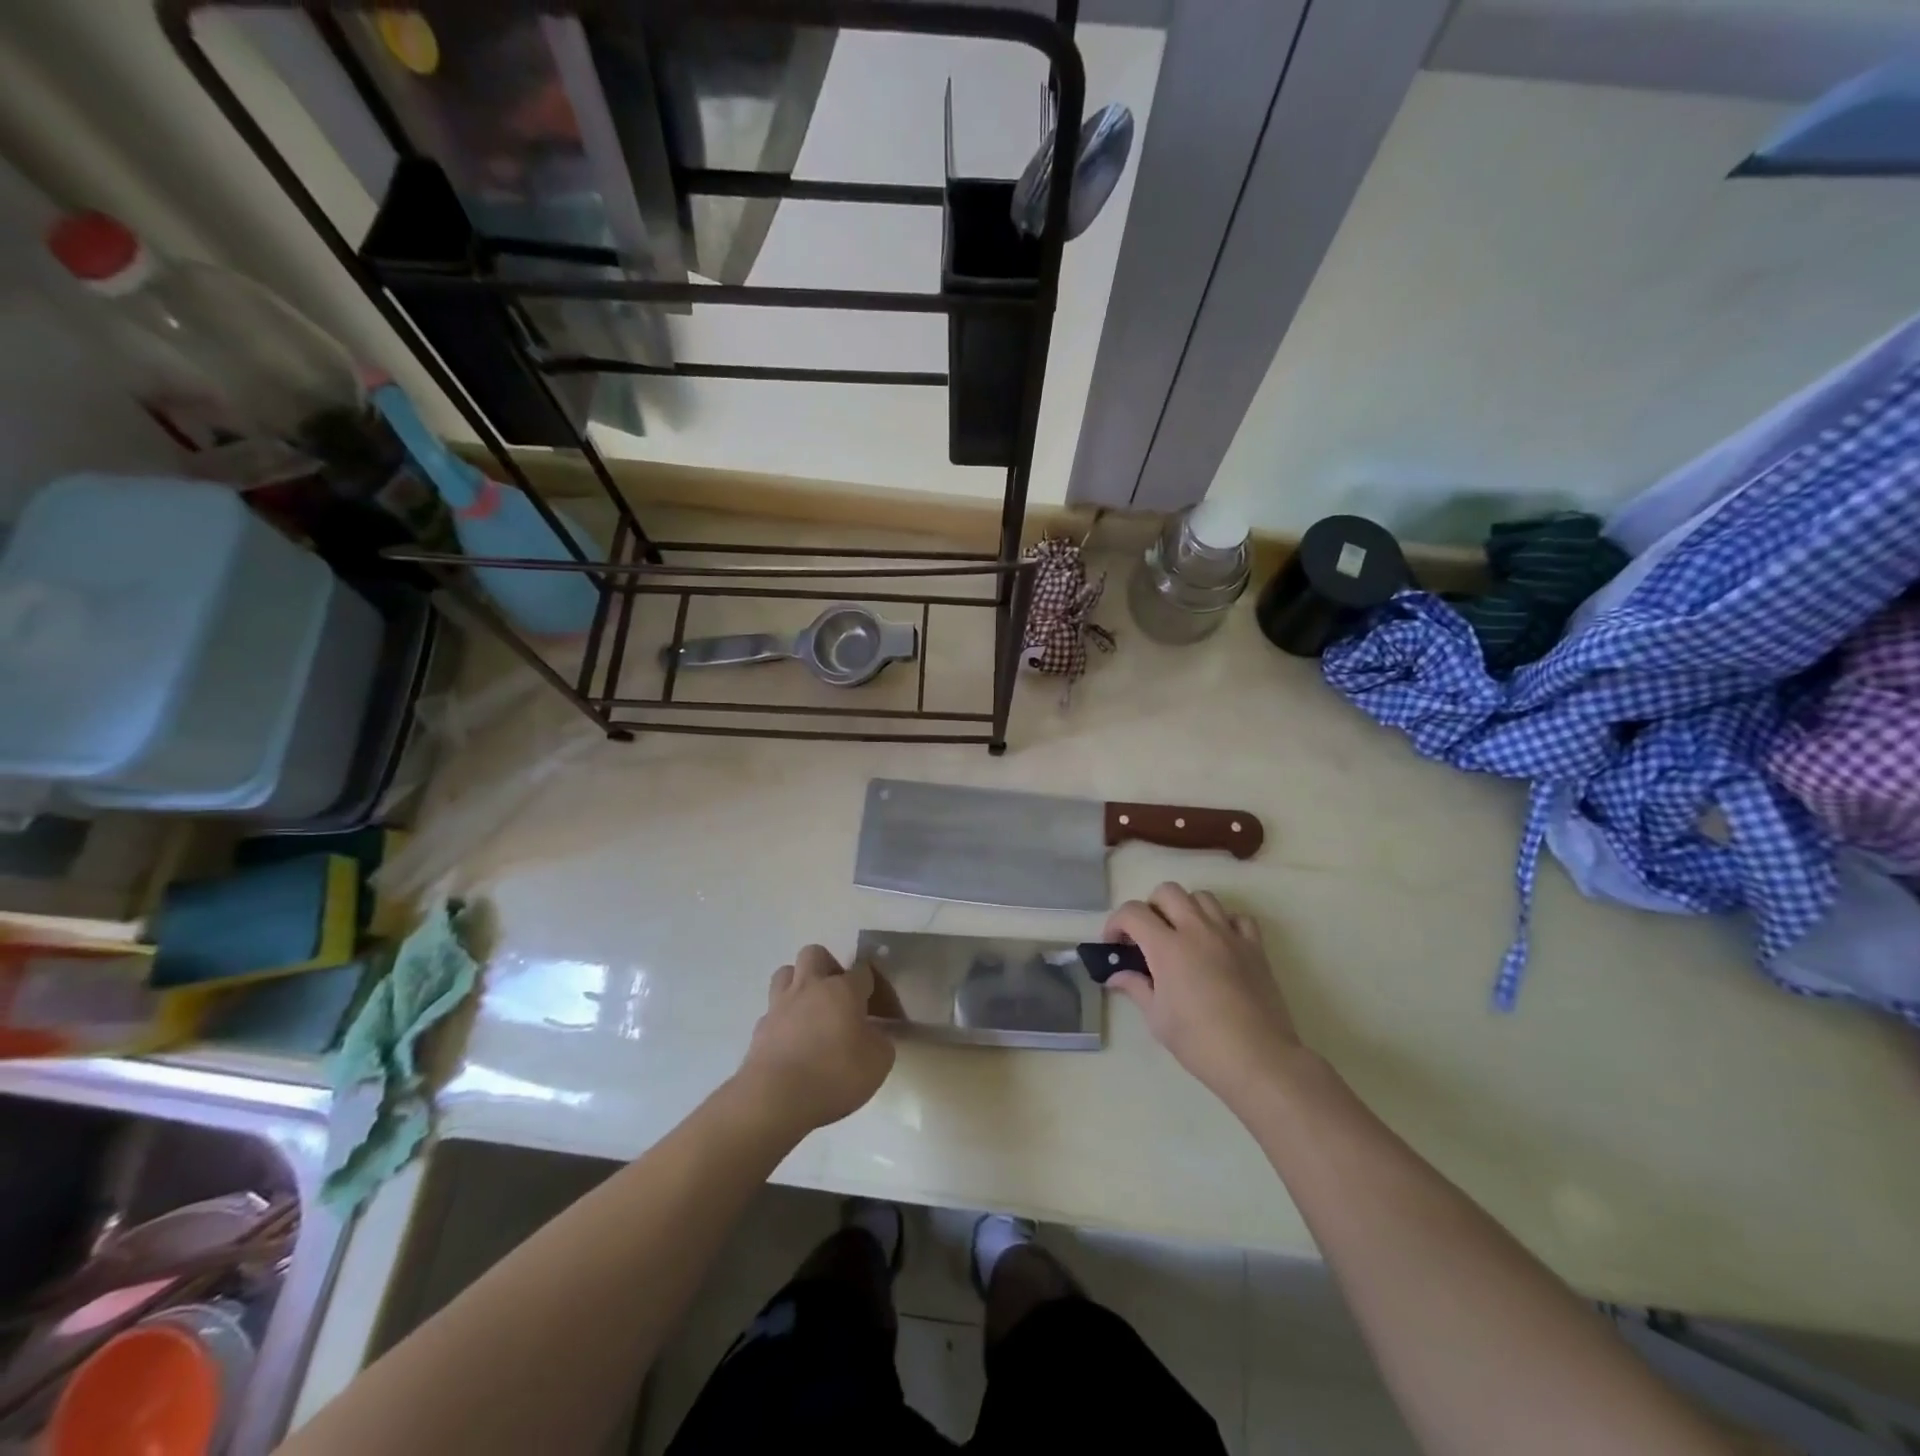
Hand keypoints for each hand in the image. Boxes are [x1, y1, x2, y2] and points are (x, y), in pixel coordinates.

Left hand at [735, 945, 894, 1133]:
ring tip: (810, 1009)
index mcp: (843, 990)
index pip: (862, 970)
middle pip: (815, 954)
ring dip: (798, 983)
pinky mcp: (760, 1028)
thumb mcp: (878, 1063)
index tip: (876, 1003)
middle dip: (828, 966)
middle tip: (838, 995)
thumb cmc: (834, 1076)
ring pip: (786, 973)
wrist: (775, 1099)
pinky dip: (783, 1018)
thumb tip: (873, 1034)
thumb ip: (880, 1041)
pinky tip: (791, 1040)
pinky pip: (772, 1010)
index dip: (871, 983)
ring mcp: (780, 1005)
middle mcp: (810, 988)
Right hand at [1105, 884, 1300, 1109]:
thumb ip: (1136, 987)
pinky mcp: (1255, 947)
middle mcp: (1197, 930)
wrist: (1258, 1059)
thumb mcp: (1157, 1018)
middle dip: (1150, 907)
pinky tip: (1218, 944)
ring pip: (1203, 897)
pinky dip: (1224, 922)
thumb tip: (1116, 975)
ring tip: (1182, 936)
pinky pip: (1238, 917)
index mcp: (1167, 947)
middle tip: (1147, 936)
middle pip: (1168, 891)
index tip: (1114, 943)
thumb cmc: (1199, 1042)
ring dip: (1186, 908)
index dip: (1116, 922)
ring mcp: (1229, 935)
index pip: (1133, 912)